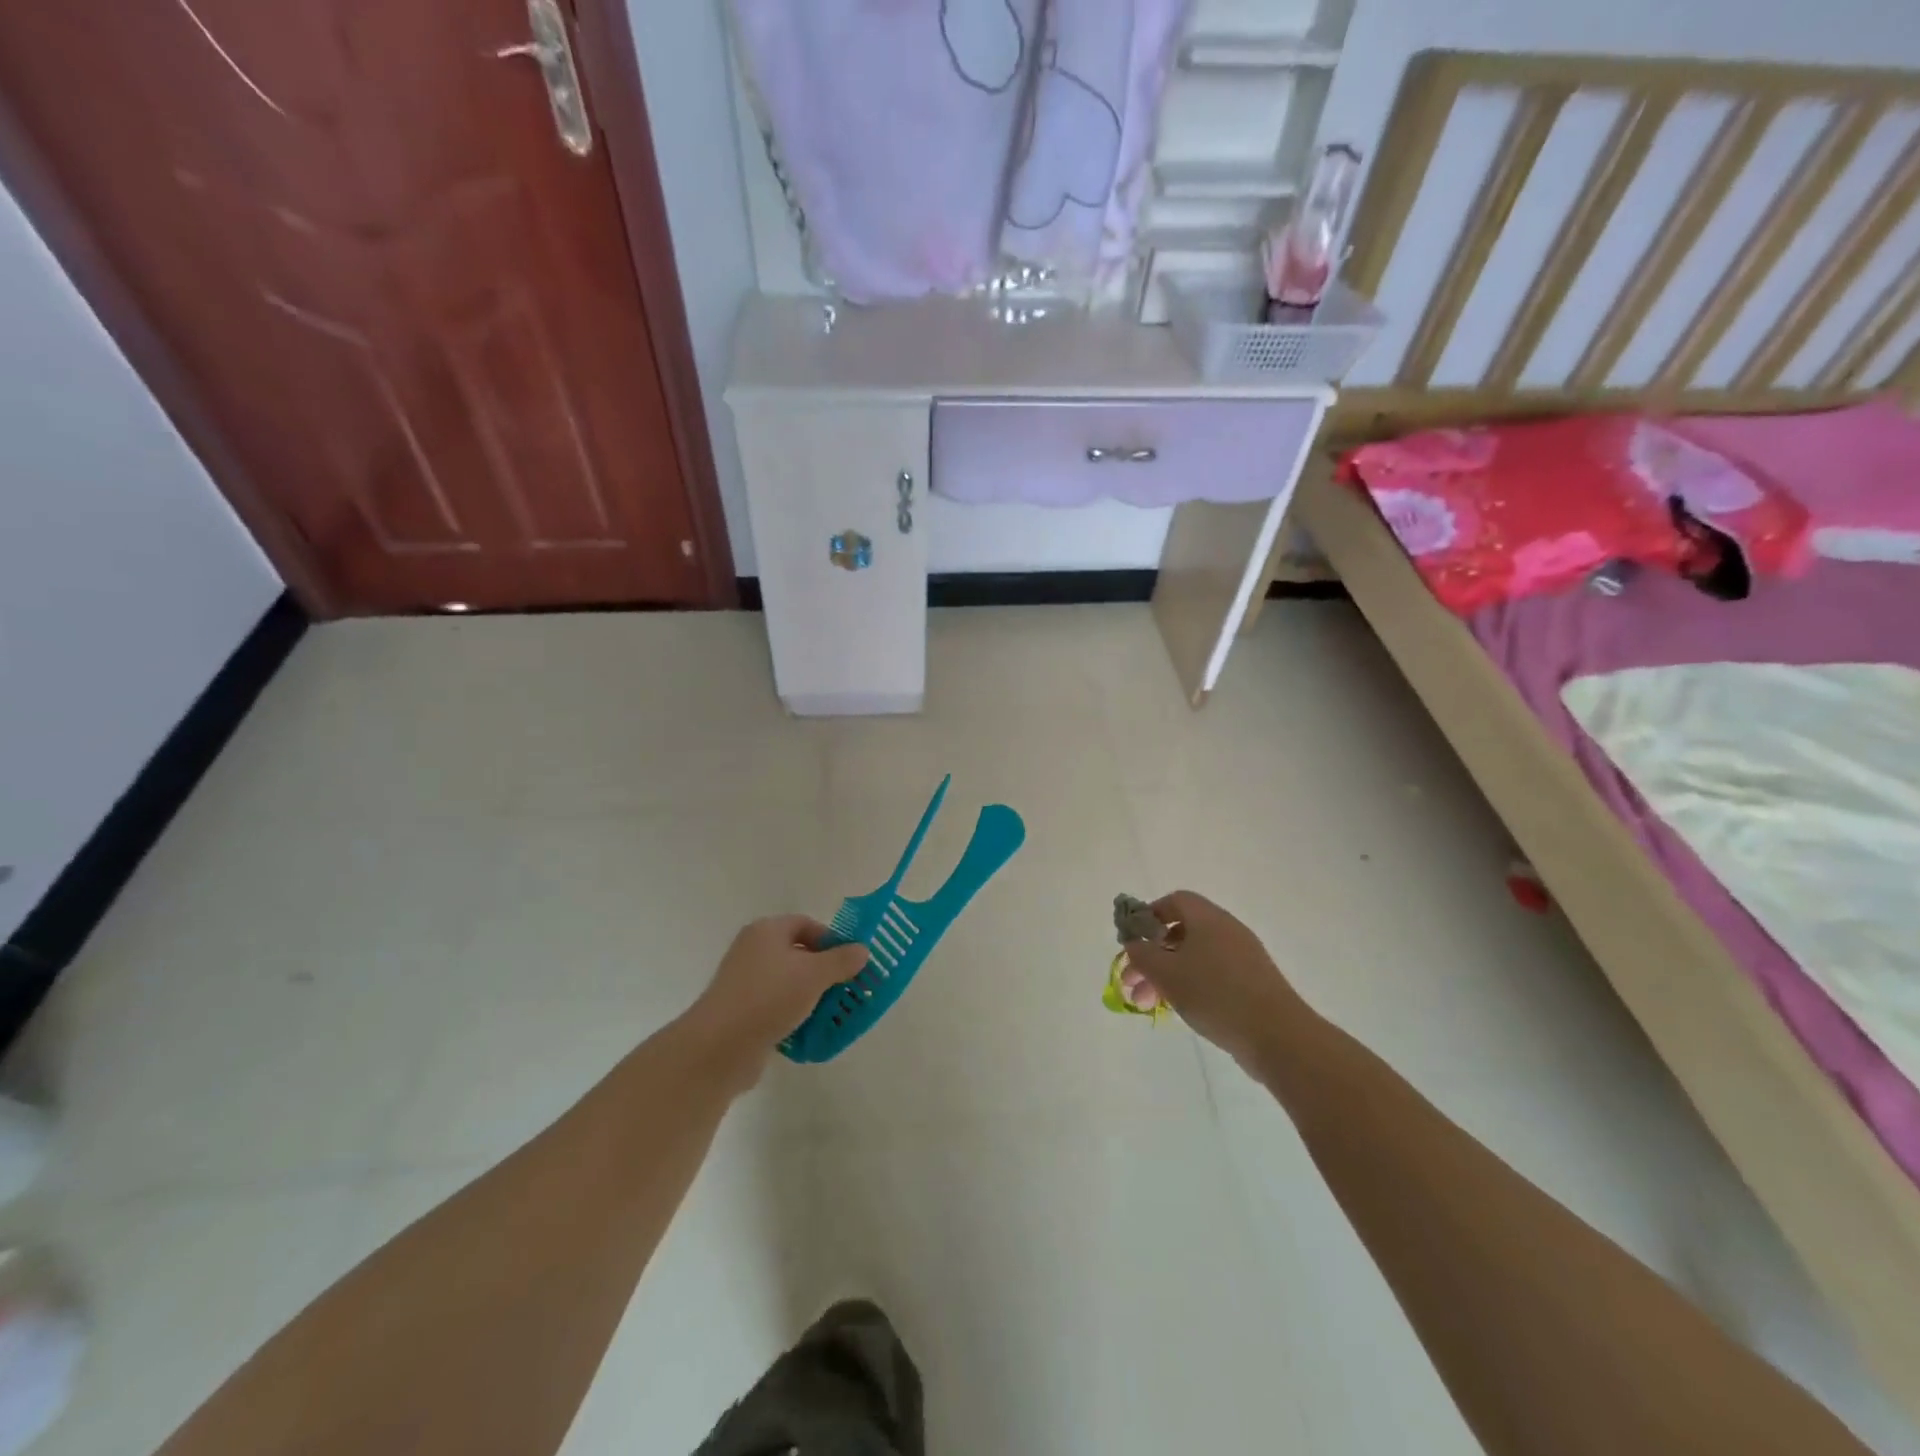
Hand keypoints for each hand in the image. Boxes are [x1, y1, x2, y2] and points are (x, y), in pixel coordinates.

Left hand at [681, 916, 868, 1083]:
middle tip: (848, 988)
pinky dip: (795, 1017)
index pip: (806, 924)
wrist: (719, 1047)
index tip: (851, 961)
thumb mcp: (814, 974)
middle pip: (798, 954)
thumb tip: (862, 950)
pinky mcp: (742, 1013)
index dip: (831, 939)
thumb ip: (841, 960)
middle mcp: (753, 951)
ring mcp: (745, 983)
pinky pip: (776, 1008)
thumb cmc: (769, 997)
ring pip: (789, 984)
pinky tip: (811, 1032)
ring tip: (835, 1013)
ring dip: (812, 997)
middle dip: (825, 971)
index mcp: (766, 931)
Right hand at [1119, 891, 1306, 1068]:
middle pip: (1181, 933)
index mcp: (1208, 918)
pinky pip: (1212, 975)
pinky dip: (1190, 986)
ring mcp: (1242, 958)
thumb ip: (1142, 954)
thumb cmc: (1215, 994)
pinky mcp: (1252, 984)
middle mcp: (1227, 931)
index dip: (1150, 915)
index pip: (1175, 900)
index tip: (1133, 940)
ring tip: (1146, 1005)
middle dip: (1151, 956)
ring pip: (1194, 958)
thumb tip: (1134, 943)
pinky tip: (1177, 1010)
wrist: (1277, 1036)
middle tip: (1131, 982)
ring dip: (1166, 976)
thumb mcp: (1166, 973)